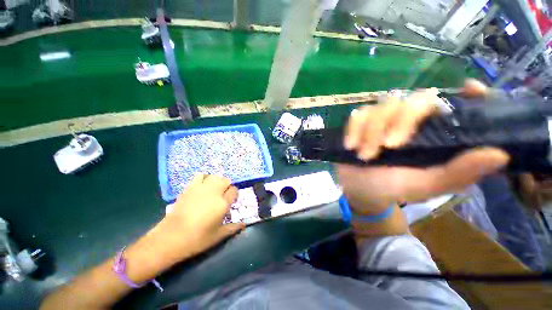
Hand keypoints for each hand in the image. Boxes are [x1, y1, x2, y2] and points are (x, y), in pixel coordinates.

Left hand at [156, 174, 244, 261]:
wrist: (171, 237)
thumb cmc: (197, 239)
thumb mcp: (218, 236)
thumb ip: (233, 228)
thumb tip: (245, 225)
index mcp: (223, 203)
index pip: (234, 190)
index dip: (234, 193)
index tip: (231, 199)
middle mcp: (214, 192)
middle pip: (226, 180)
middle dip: (227, 186)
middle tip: (223, 194)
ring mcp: (201, 188)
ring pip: (215, 176)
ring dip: (217, 181)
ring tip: (214, 189)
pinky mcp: (190, 187)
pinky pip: (200, 176)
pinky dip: (205, 178)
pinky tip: (203, 186)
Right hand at [338, 80, 509, 212]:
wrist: (359, 189)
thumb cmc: (392, 189)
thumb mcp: (425, 186)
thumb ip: (457, 173)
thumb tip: (500, 154)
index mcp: (434, 135)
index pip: (455, 105)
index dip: (467, 95)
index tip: (471, 90)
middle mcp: (410, 122)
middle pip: (413, 100)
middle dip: (399, 122)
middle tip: (388, 147)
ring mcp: (382, 120)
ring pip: (381, 107)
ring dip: (371, 131)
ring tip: (364, 155)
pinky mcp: (360, 124)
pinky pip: (358, 116)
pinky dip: (354, 129)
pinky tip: (351, 145)